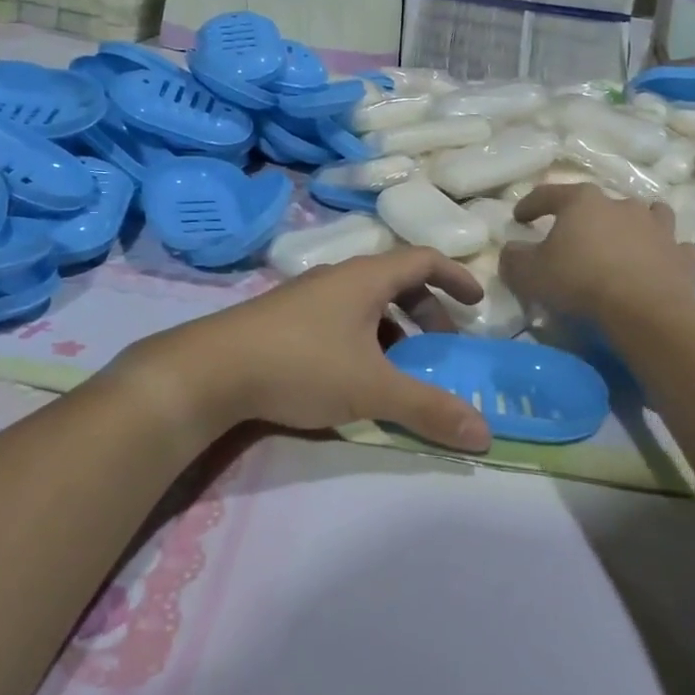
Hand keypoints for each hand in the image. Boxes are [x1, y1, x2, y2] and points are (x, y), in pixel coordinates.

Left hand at [109, 249, 491, 452]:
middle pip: (396, 283)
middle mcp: (337, 277)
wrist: (210, 371)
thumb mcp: (372, 388)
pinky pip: (339, 319)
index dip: (455, 277)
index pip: (423, 260)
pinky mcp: (284, 318)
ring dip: (393, 330)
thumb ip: (429, 408)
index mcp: (365, 277)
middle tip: (440, 349)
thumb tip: (485, 434)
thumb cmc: (302, 365)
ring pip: (365, 303)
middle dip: (426, 313)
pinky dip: (362, 339)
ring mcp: (307, 296)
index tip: (476, 303)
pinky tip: (353, 377)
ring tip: (399, 369)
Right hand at [499, 185, 694, 326]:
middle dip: (587, 217)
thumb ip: (514, 258)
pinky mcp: (683, 256)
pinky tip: (662, 265)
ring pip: (650, 215)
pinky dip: (669, 254)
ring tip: (628, 241)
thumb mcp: (530, 273)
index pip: (548, 194)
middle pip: (601, 203)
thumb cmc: (579, 282)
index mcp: (583, 202)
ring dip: (638, 224)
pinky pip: (678, 249)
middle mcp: (622, 205)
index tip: (519, 218)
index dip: (530, 205)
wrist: (643, 310)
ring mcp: (658, 228)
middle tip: (576, 238)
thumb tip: (512, 250)